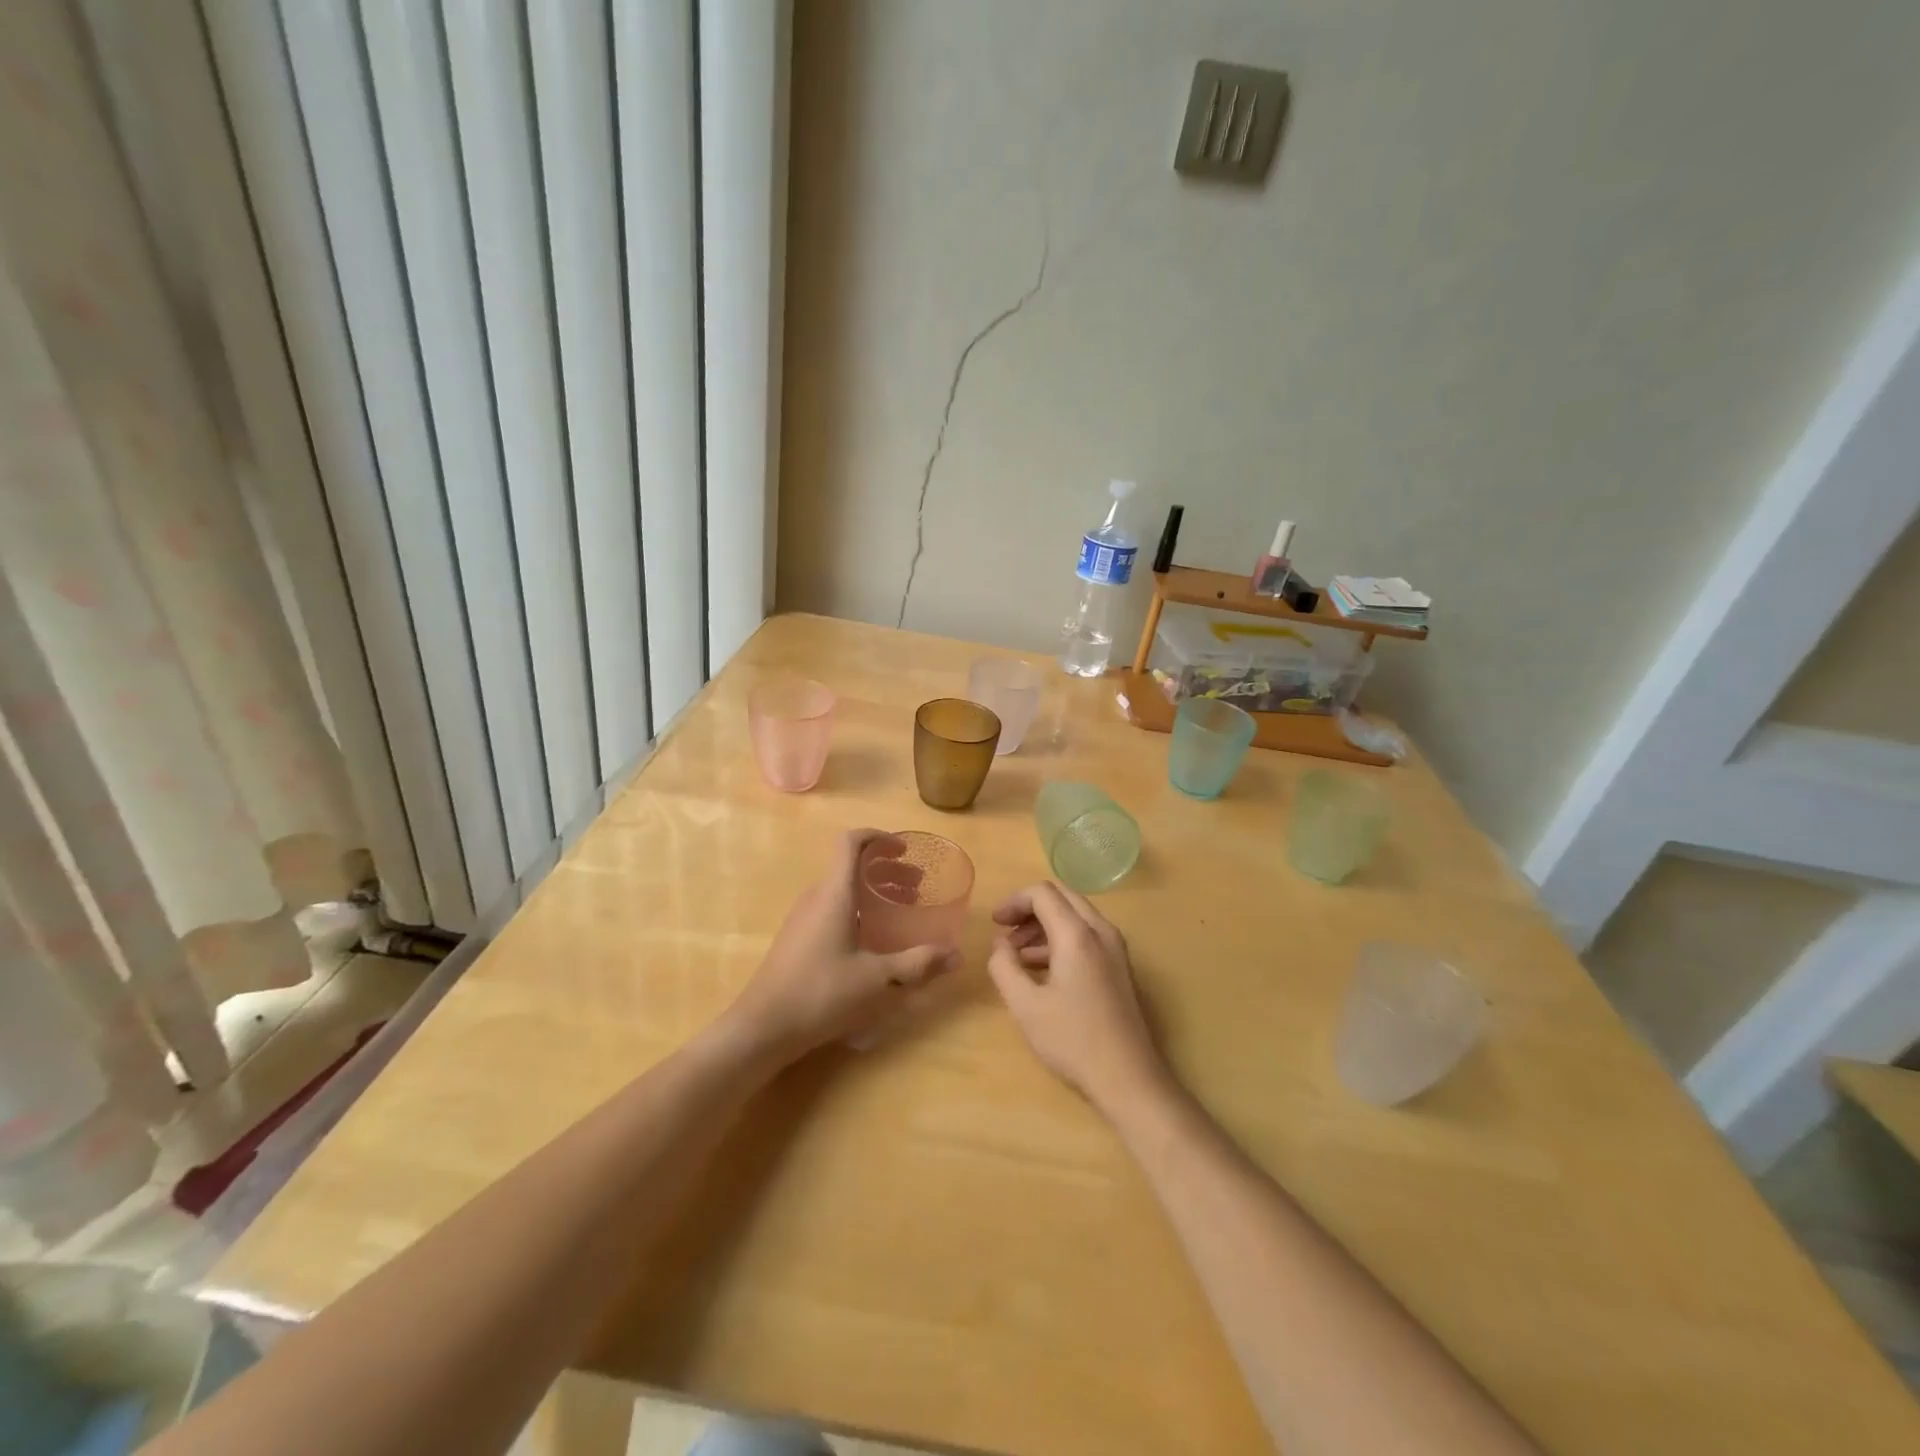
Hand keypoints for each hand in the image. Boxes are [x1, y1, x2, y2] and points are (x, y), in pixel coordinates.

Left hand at [721, 828, 958, 1062]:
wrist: (762, 1028)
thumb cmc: (821, 992)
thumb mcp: (876, 979)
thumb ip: (917, 964)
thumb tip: (956, 955)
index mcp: (834, 894)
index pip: (851, 843)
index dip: (879, 838)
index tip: (905, 850)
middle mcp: (816, 897)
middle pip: (851, 866)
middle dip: (886, 870)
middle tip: (917, 888)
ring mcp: (803, 919)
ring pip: (842, 889)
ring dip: (873, 892)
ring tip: (901, 912)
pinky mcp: (798, 939)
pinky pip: (832, 909)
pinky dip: (858, 910)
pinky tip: (873, 941)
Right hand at [986, 882, 1168, 1112]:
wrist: (1129, 1078)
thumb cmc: (1073, 1040)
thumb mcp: (1025, 1005)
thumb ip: (1004, 967)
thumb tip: (999, 945)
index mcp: (1077, 934)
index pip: (1042, 893)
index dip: (1014, 901)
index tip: (995, 923)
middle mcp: (1101, 931)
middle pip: (1062, 897)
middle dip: (1029, 909)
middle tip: (1005, 931)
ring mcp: (1115, 948)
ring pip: (1076, 916)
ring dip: (1044, 925)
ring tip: (1018, 955)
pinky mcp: (1120, 966)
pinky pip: (1087, 935)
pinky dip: (1061, 939)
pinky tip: (1042, 969)